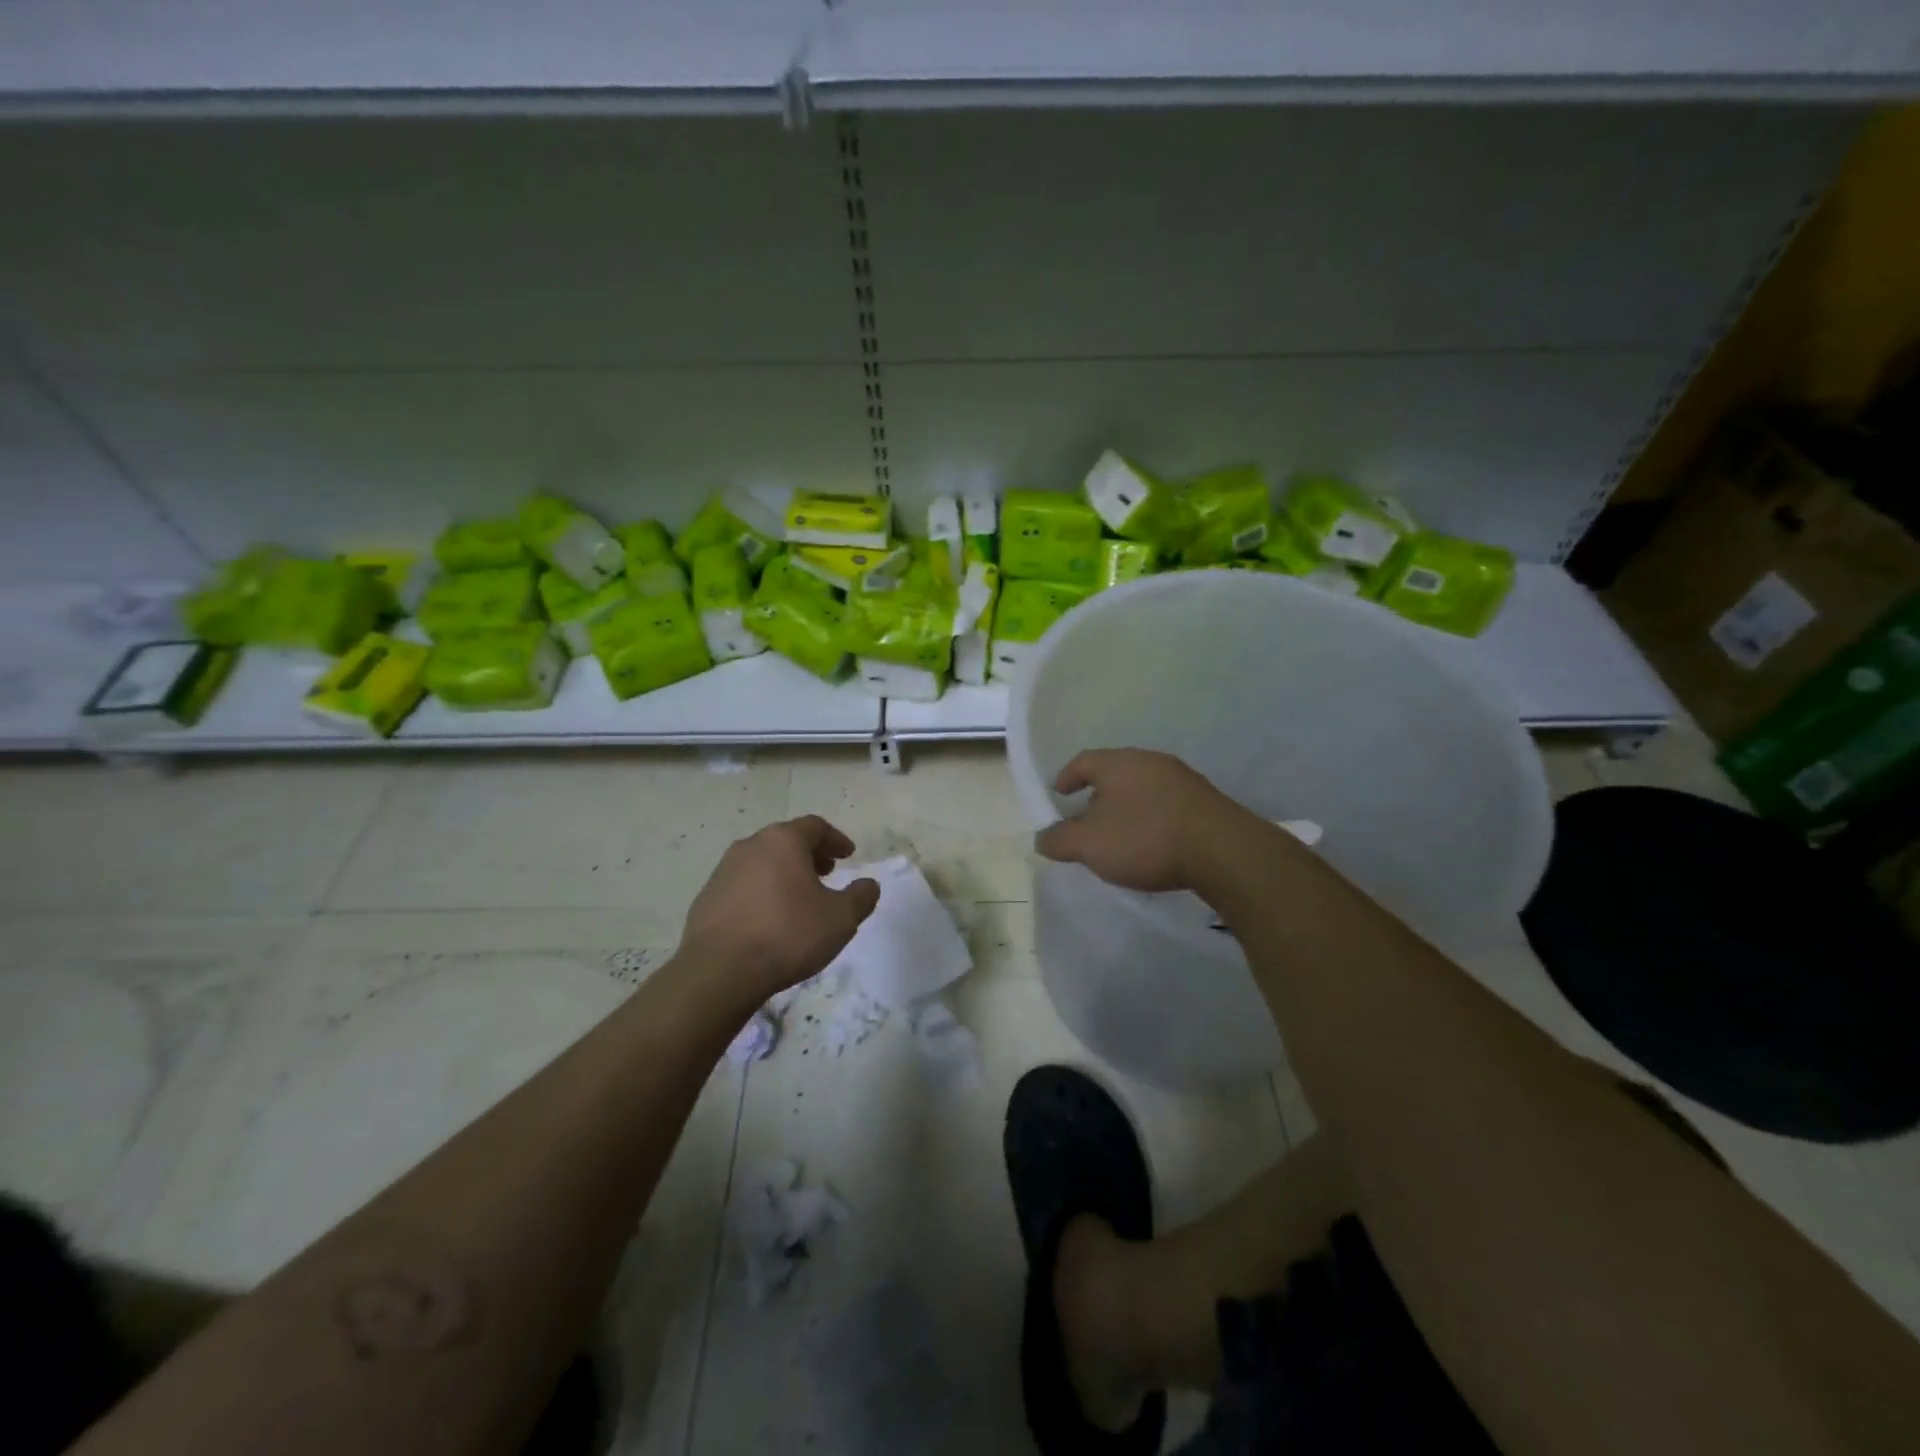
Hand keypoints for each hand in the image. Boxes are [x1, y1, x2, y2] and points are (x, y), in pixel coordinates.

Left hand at [681, 815, 879, 999]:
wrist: (719, 971)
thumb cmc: (788, 934)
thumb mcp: (841, 919)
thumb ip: (861, 897)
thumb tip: (868, 885)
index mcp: (783, 841)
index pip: (815, 826)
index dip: (835, 839)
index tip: (848, 855)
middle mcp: (751, 846)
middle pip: (786, 840)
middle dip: (809, 854)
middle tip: (826, 873)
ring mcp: (723, 871)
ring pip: (762, 861)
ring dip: (784, 872)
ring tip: (799, 898)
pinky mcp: (706, 898)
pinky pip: (743, 885)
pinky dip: (762, 891)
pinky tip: (769, 918)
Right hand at [1034, 749, 1245, 892]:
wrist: (1223, 851)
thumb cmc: (1146, 838)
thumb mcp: (1090, 845)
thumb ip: (1059, 840)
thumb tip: (1042, 839)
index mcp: (1119, 763)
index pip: (1083, 761)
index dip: (1066, 777)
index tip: (1057, 794)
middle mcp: (1151, 762)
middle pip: (1114, 774)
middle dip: (1096, 796)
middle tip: (1085, 821)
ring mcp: (1183, 780)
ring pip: (1142, 789)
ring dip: (1126, 809)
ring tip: (1118, 836)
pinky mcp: (1205, 802)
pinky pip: (1166, 805)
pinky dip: (1150, 819)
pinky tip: (1152, 844)